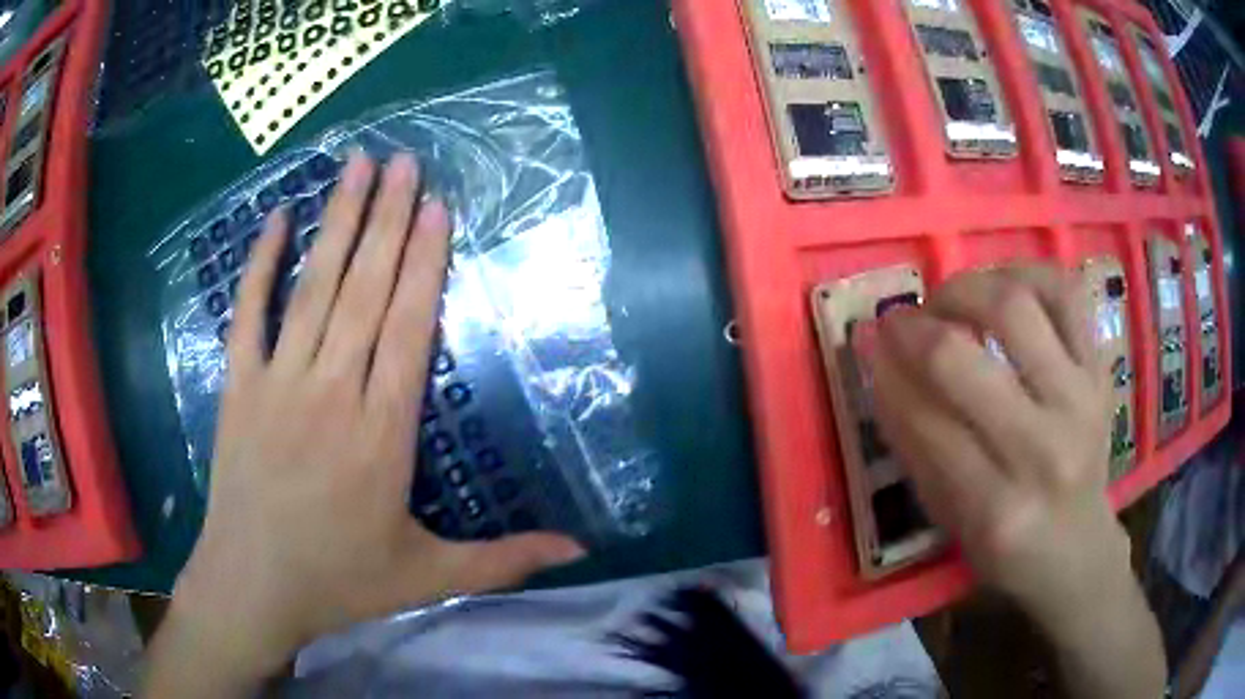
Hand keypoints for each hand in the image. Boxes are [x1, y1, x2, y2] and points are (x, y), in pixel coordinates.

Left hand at [160, 152, 583, 683]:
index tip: (436, 207)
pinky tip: (276, 219)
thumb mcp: (429, 578)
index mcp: (382, 434)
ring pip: (313, 288)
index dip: (424, 263)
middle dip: (387, 219)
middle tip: (404, 160)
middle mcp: (331, 393)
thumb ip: (505, 560)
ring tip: (357, 167)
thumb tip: (581, 551)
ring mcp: (278, 384)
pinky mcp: (237, 388)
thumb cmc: (340, 582)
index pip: (408, 329)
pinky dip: (260, 265)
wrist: (252, 588)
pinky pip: (248, 314)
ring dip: (338, 222)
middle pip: (364, 290)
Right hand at [870, 266, 1124, 615]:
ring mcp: (1081, 401)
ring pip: (1016, 307)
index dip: (888, 373)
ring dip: (966, 289)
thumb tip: (880, 364)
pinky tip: (1002, 284)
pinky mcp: (1102, 370)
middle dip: (915, 329)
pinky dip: (1025, 273)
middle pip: (963, 360)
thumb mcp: (950, 521)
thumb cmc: (1007, 548)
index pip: (926, 421)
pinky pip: (1064, 292)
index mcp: (995, 509)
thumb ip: (915, 446)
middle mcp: (1044, 449)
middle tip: (901, 321)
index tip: (868, 343)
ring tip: (949, 300)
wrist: (1079, 548)